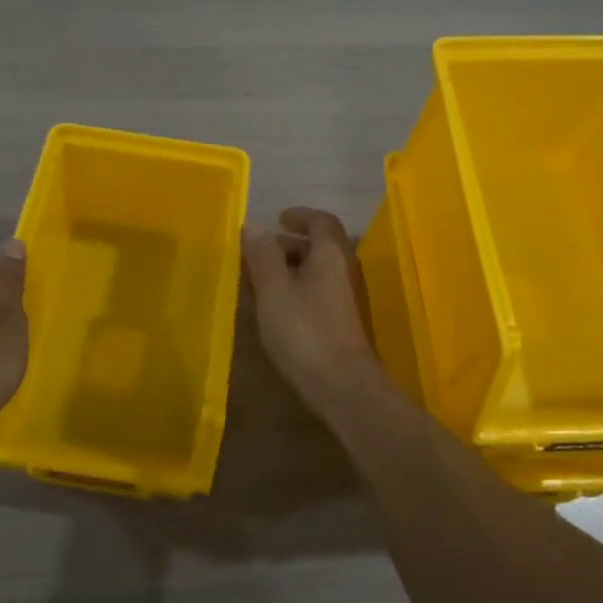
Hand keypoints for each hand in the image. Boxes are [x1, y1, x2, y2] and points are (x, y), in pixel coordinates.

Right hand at [242, 208, 381, 412]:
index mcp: (331, 254)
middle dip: (290, 245)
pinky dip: (298, 289)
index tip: (278, 219)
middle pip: (321, 246)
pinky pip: (320, 292)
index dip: (299, 216)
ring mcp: (348, 297)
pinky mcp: (344, 322)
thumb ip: (263, 256)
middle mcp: (345, 270)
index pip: (321, 221)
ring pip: (319, 271)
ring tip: (261, 281)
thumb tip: (254, 224)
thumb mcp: (274, 291)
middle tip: (260, 252)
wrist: (343, 385)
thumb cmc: (305, 331)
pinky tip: (278, 308)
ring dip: (292, 269)